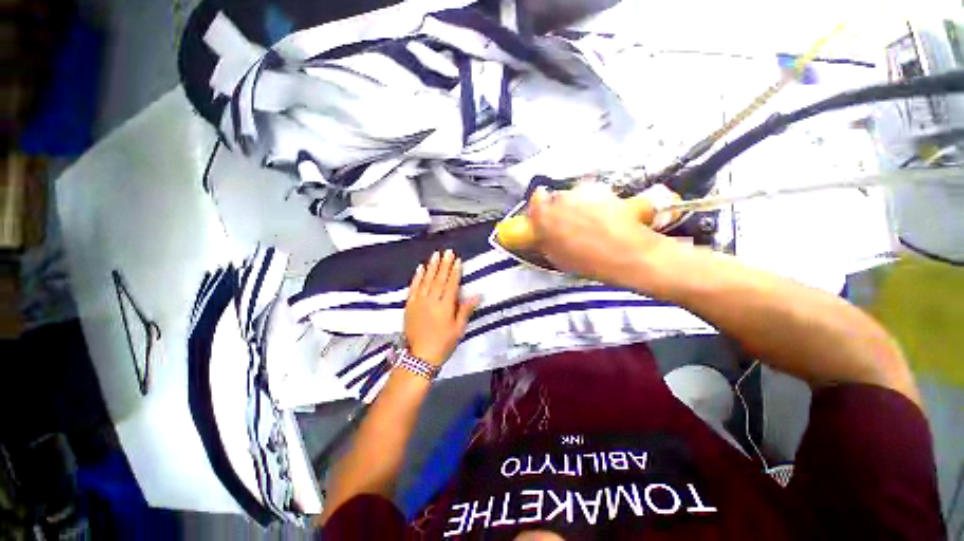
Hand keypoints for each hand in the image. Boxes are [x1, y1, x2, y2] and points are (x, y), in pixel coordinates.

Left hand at [404, 250, 480, 365]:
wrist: (419, 356)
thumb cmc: (443, 343)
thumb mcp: (459, 329)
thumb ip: (465, 310)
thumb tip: (477, 294)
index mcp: (445, 306)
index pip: (451, 284)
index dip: (455, 271)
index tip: (457, 260)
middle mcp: (431, 300)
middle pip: (439, 279)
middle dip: (444, 264)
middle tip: (447, 252)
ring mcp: (418, 301)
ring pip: (426, 280)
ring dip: (431, 267)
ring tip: (435, 255)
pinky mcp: (409, 305)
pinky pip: (413, 287)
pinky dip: (417, 277)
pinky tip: (420, 268)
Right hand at [528, 182, 678, 286]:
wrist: (626, 254)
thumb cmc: (588, 262)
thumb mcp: (557, 257)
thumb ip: (545, 239)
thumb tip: (543, 232)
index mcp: (545, 217)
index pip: (536, 199)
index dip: (541, 207)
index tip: (546, 214)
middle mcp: (560, 199)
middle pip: (556, 197)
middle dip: (561, 207)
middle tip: (571, 222)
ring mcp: (582, 191)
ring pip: (575, 194)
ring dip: (579, 204)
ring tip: (591, 221)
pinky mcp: (602, 188)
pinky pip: (593, 192)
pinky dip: (595, 201)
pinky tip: (605, 216)